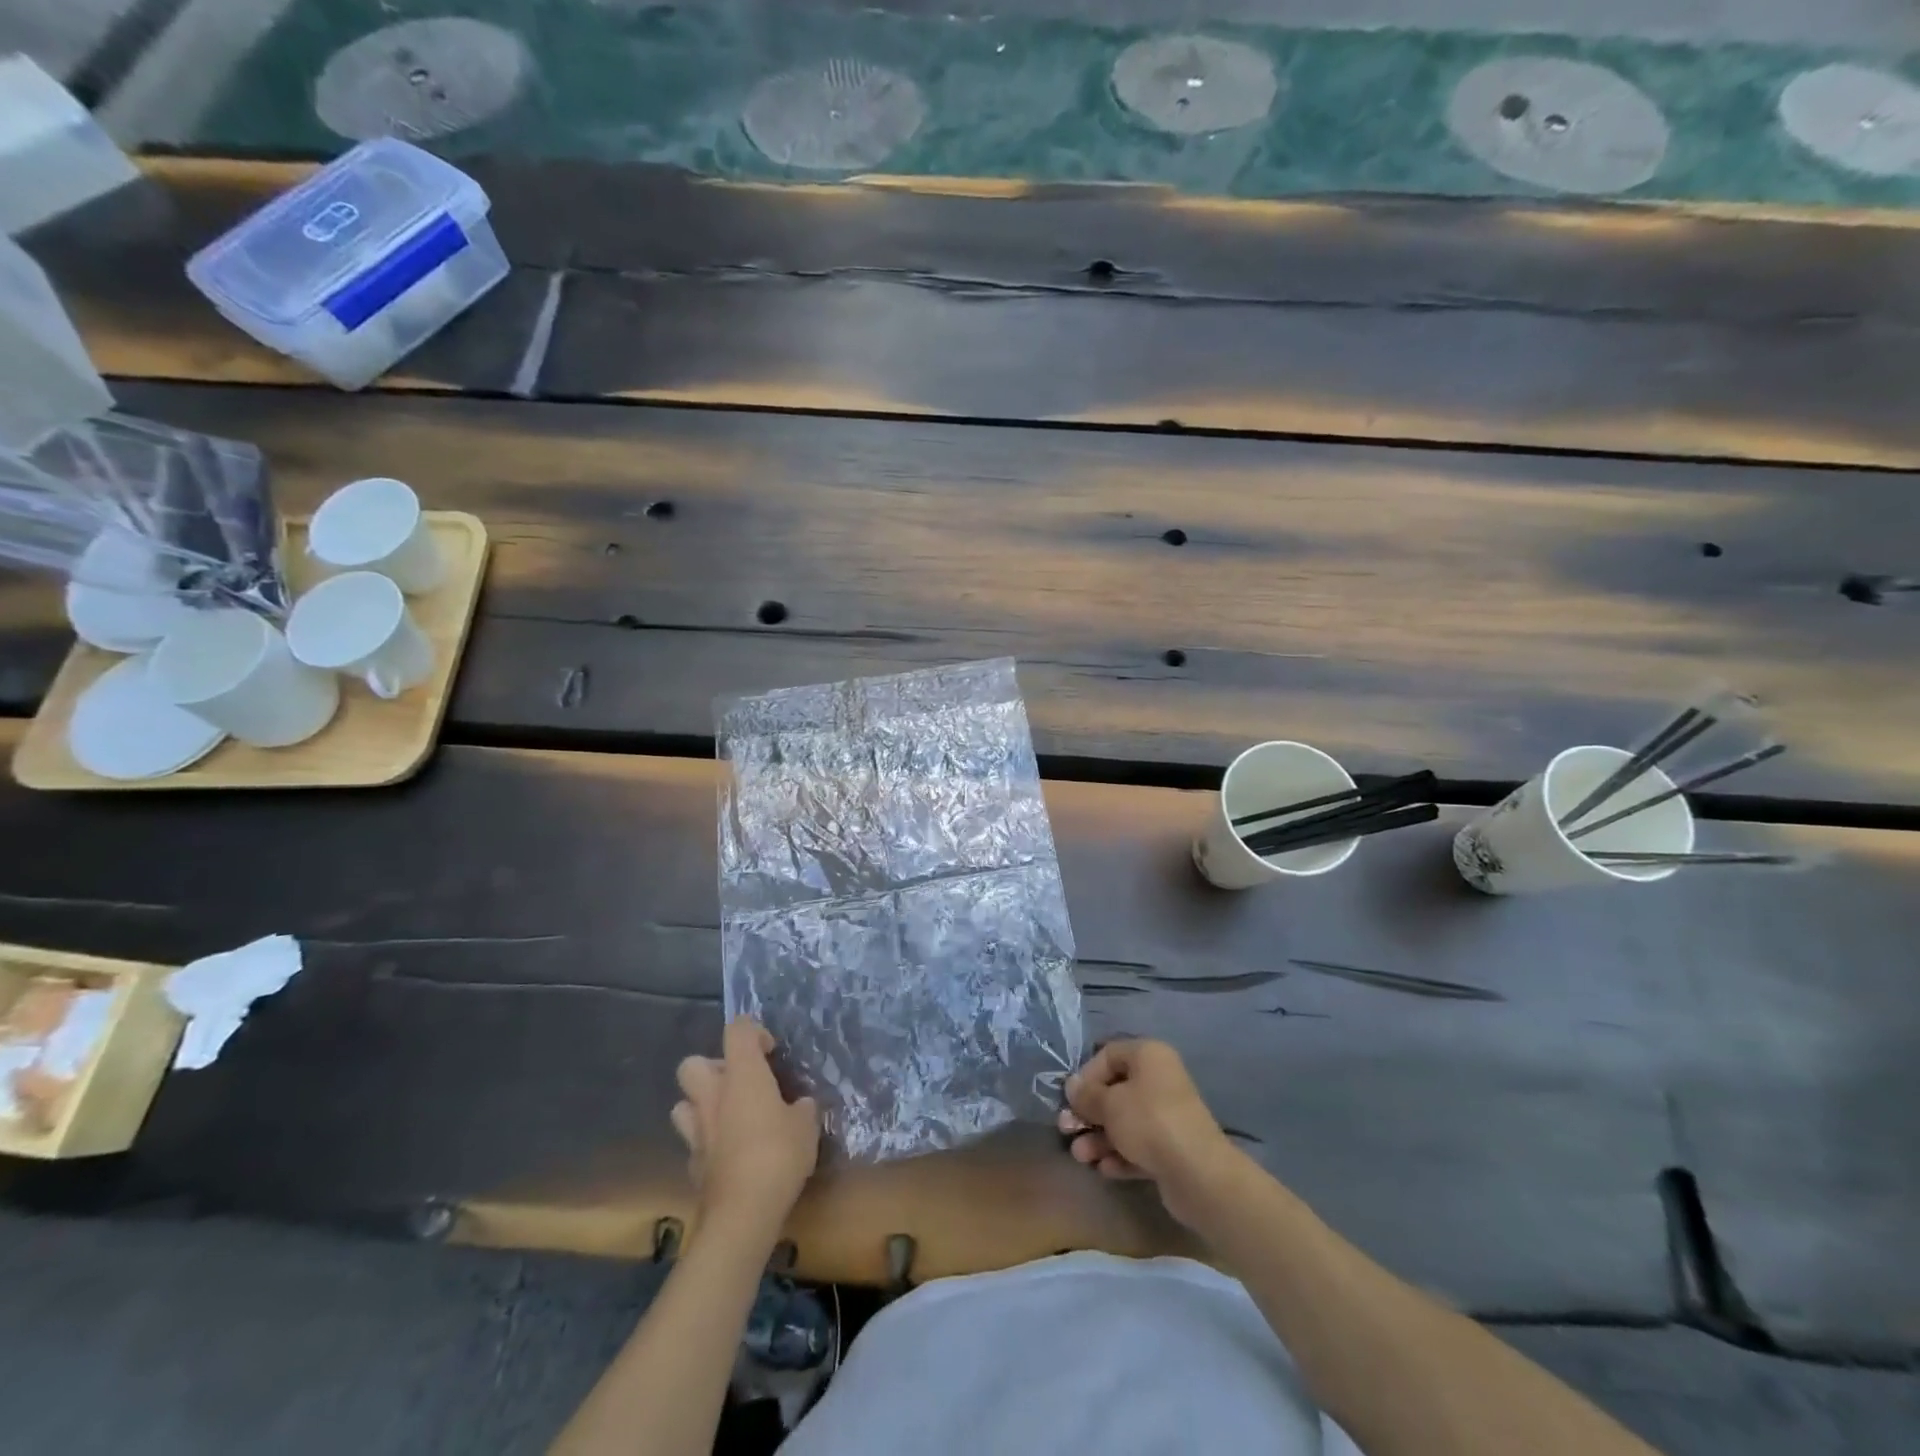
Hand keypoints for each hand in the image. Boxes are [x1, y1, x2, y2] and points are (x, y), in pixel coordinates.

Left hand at [672, 1017, 819, 1234]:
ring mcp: (697, 1130)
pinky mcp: (692, 1163)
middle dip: (713, 1067)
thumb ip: (802, 1107)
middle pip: (693, 1063)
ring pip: (683, 1103)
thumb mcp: (807, 1125)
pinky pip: (693, 1140)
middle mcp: (713, 1095)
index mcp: (742, 1075)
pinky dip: (708, 1140)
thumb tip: (800, 1105)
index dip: (753, 1032)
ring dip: (702, 1104)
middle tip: (741, 1082)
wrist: (742, 1213)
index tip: (771, 1051)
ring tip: (729, 1115)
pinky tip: (730, 1151)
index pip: (737, 1030)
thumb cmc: (778, 1155)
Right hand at [1058, 1038, 1242, 1228]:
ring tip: (1082, 1157)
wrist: (1198, 1174)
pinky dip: (1120, 1155)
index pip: (1108, 1054)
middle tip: (1067, 1130)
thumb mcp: (1109, 1104)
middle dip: (1088, 1113)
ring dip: (1099, 1138)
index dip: (1086, 1075)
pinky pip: (1138, 1145)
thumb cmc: (1149, 1122)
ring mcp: (1167, 1116)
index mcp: (1148, 1057)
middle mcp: (1159, 1080)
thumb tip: (1072, 1087)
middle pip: (1115, 1091)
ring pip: (1124, 1122)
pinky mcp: (1171, 1148)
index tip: (1071, 1099)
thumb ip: (1086, 1095)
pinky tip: (1105, 1169)